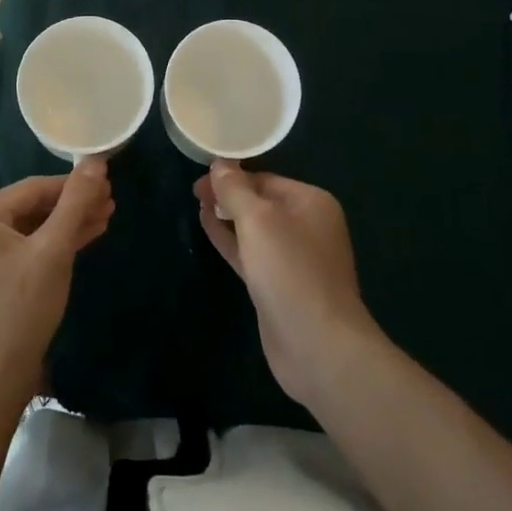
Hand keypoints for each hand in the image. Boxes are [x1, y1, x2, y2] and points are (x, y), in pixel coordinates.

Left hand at [0, 159, 113, 404]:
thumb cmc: (20, 308)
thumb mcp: (54, 250)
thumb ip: (75, 203)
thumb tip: (96, 160)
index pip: (34, 188)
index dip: (73, 185)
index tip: (108, 184)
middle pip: (31, 208)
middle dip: (72, 207)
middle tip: (110, 203)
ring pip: (30, 230)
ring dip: (66, 226)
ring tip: (104, 219)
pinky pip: (24, 251)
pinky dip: (51, 247)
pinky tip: (81, 242)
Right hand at [195, 162, 380, 406]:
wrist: (317, 347)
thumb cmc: (290, 270)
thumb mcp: (258, 220)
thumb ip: (235, 189)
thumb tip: (220, 163)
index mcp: (311, 202)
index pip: (266, 178)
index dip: (232, 175)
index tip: (201, 176)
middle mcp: (306, 226)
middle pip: (260, 202)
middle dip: (228, 195)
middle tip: (194, 191)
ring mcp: (293, 259)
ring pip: (253, 229)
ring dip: (226, 216)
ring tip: (197, 204)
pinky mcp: (278, 285)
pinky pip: (250, 253)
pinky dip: (229, 240)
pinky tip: (207, 227)